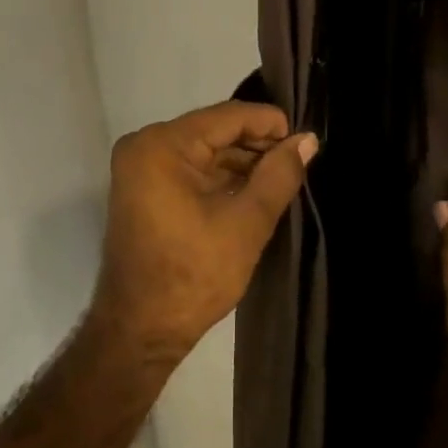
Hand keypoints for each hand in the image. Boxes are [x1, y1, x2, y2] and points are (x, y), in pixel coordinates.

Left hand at [92, 101, 316, 361]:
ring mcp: (140, 168)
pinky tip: (252, 188)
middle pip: (213, 131)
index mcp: (162, 145)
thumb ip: (279, 175)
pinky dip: (219, 177)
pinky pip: (189, 168)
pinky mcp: (143, 188)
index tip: (304, 138)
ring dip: (240, 162)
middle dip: (256, 144)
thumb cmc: (193, 275)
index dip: (269, 123)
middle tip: (297, 159)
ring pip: (203, 150)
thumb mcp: (246, 223)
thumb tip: (307, 140)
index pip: (226, 117)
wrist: (140, 331)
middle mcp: (145, 145)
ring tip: (282, 175)